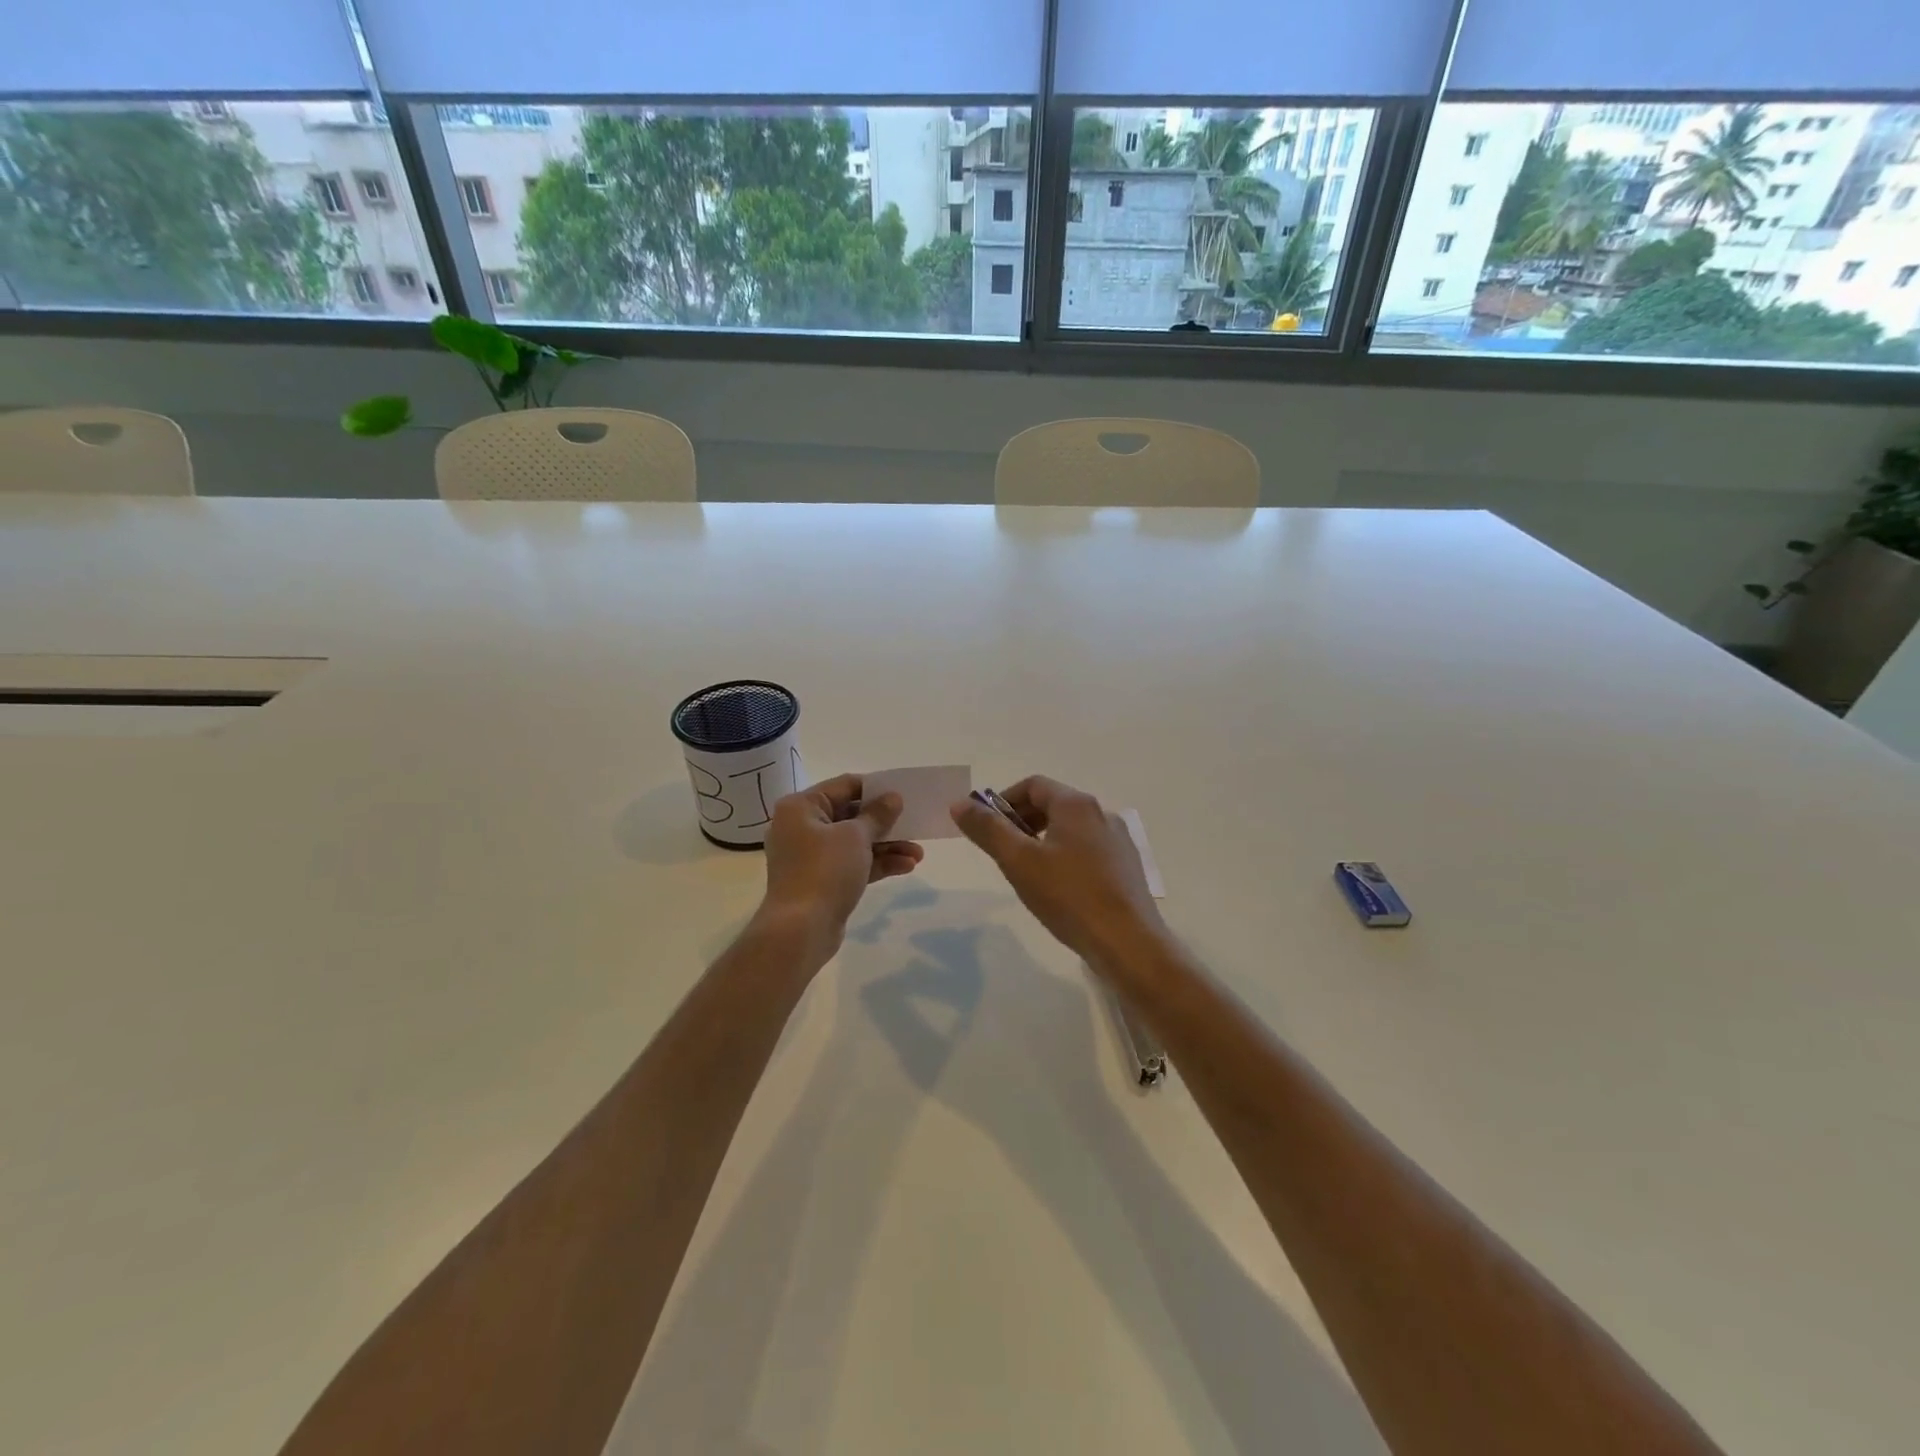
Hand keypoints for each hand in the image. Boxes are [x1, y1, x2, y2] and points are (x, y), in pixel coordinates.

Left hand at [757, 773, 923, 960]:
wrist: (800, 930)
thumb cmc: (824, 871)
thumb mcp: (855, 836)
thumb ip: (877, 814)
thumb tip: (893, 797)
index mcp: (801, 807)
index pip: (844, 785)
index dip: (876, 788)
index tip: (903, 793)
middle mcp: (801, 827)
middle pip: (851, 815)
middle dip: (885, 823)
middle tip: (915, 824)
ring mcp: (810, 857)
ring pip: (854, 843)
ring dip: (887, 846)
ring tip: (918, 854)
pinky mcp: (821, 881)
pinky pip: (852, 864)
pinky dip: (876, 863)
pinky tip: (906, 867)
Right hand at [950, 775, 1168, 970]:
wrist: (1128, 942)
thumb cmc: (1069, 896)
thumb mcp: (1019, 861)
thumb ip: (988, 829)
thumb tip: (960, 803)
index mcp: (1076, 805)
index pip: (1033, 785)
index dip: (1004, 801)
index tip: (987, 827)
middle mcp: (1102, 813)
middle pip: (1053, 804)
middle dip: (1022, 821)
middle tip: (1003, 851)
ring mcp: (1119, 840)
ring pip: (1071, 829)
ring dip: (1043, 840)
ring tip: (1028, 872)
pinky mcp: (1127, 866)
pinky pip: (1088, 850)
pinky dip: (1066, 857)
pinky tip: (1059, 889)